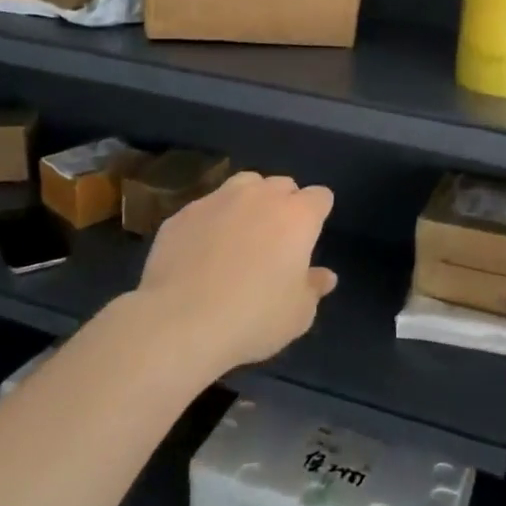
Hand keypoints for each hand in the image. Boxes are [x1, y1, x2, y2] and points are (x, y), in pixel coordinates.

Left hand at [136, 172, 337, 373]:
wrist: (180, 322)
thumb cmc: (253, 317)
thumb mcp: (298, 314)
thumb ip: (313, 287)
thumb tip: (325, 276)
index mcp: (297, 216)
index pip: (319, 196)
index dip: (318, 213)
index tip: (310, 237)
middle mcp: (260, 196)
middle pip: (282, 184)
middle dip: (285, 203)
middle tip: (277, 238)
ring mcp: (218, 200)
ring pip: (243, 184)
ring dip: (249, 201)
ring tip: (241, 233)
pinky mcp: (183, 214)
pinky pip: (206, 208)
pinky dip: (211, 221)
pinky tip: (202, 251)